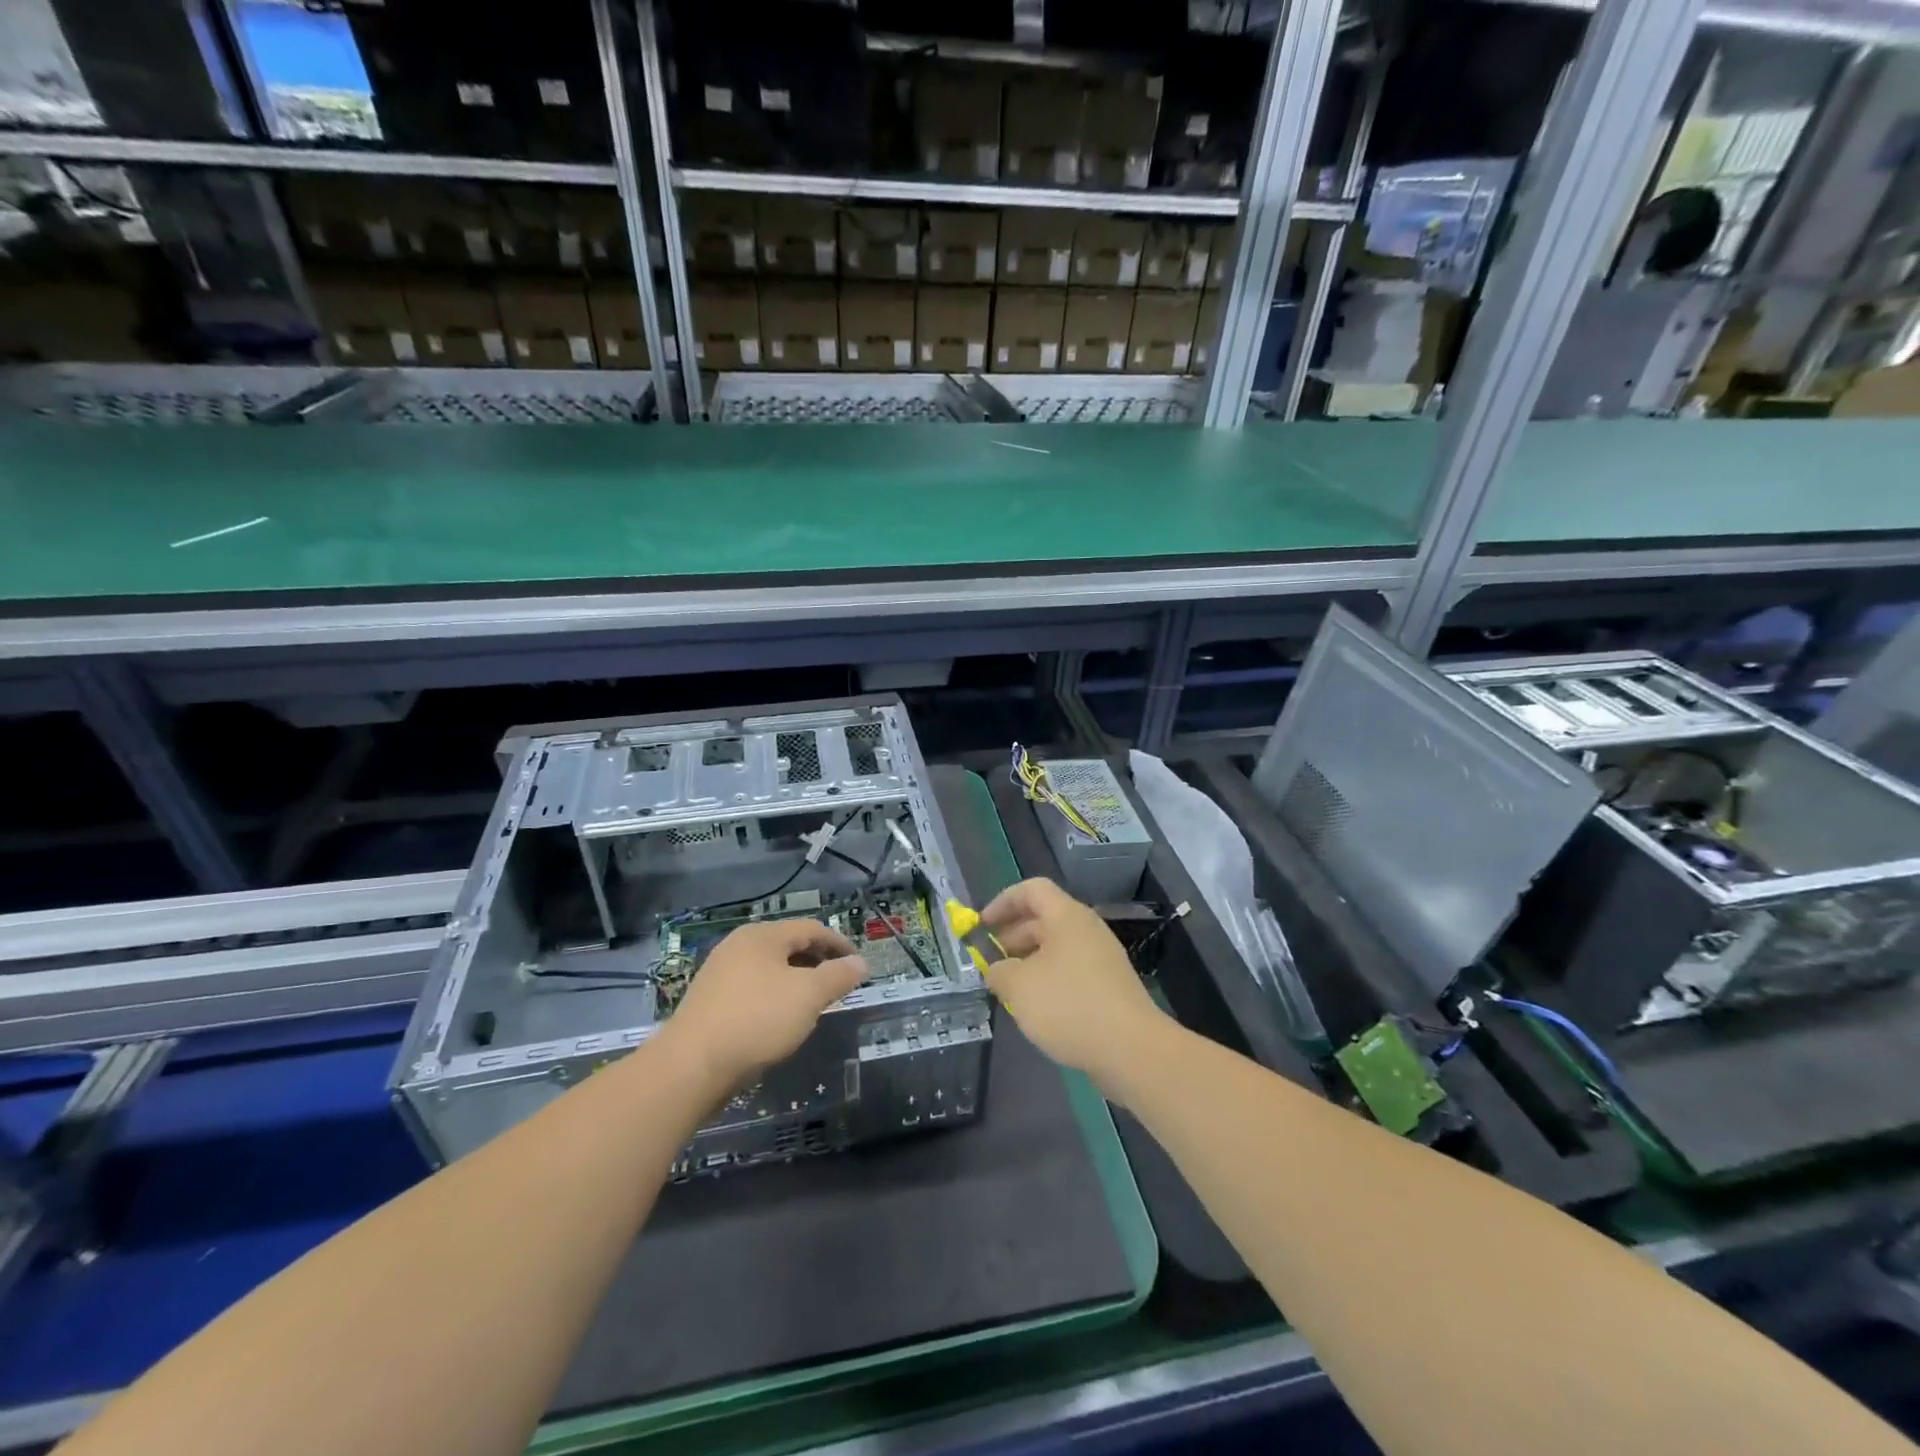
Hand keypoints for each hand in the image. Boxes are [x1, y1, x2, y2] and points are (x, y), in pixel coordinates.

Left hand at [660, 919, 866, 1084]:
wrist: (691, 1067)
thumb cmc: (757, 1020)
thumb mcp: (808, 996)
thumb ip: (838, 976)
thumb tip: (860, 962)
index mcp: (762, 935)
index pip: (811, 928)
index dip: (839, 944)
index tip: (858, 963)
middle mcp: (739, 945)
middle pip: (788, 945)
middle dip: (817, 961)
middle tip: (839, 982)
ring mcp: (720, 973)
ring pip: (770, 968)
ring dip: (796, 980)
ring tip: (814, 1003)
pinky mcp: (709, 1001)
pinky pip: (753, 988)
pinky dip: (775, 996)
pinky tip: (780, 1020)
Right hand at [980, 878, 1172, 1091]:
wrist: (1131, 1049)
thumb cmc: (1069, 1005)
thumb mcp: (1019, 987)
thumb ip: (999, 972)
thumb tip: (997, 970)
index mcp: (1067, 917)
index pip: (1032, 890)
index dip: (1003, 901)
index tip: (981, 926)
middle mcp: (1086, 929)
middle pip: (1043, 918)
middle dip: (1011, 936)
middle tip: (989, 961)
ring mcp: (1101, 958)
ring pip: (1056, 947)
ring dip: (1028, 960)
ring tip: (1007, 987)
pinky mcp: (1108, 986)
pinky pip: (1070, 970)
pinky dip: (1048, 979)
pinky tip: (1035, 1007)